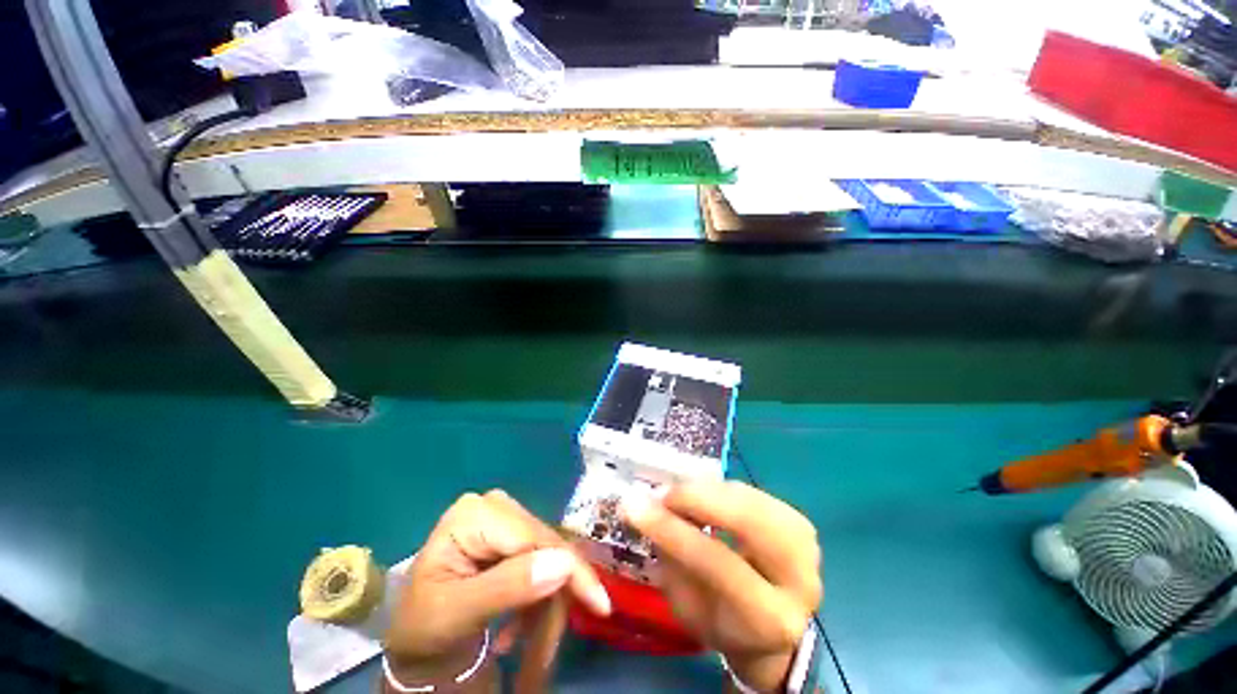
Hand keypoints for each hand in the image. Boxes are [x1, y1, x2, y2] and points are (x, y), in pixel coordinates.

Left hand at [385, 490, 610, 690]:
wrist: (413, 637)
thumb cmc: (423, 626)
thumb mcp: (456, 615)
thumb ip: (507, 587)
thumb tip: (563, 563)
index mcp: (475, 515)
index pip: (536, 538)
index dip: (571, 571)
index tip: (600, 607)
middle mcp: (495, 505)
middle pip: (546, 547)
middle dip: (555, 598)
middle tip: (547, 655)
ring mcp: (505, 517)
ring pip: (550, 557)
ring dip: (547, 606)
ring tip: (530, 654)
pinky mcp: (511, 534)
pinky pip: (542, 562)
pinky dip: (539, 600)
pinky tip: (518, 630)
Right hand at [622, 481, 821, 692]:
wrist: (770, 631)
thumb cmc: (721, 624)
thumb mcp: (687, 606)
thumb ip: (671, 557)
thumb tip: (644, 505)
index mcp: (769, 618)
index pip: (718, 564)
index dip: (673, 530)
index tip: (634, 506)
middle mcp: (800, 581)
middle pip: (748, 521)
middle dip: (698, 498)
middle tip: (662, 493)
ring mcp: (807, 549)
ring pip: (752, 499)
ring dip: (709, 490)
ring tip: (679, 494)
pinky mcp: (801, 525)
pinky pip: (755, 493)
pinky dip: (723, 489)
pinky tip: (704, 494)